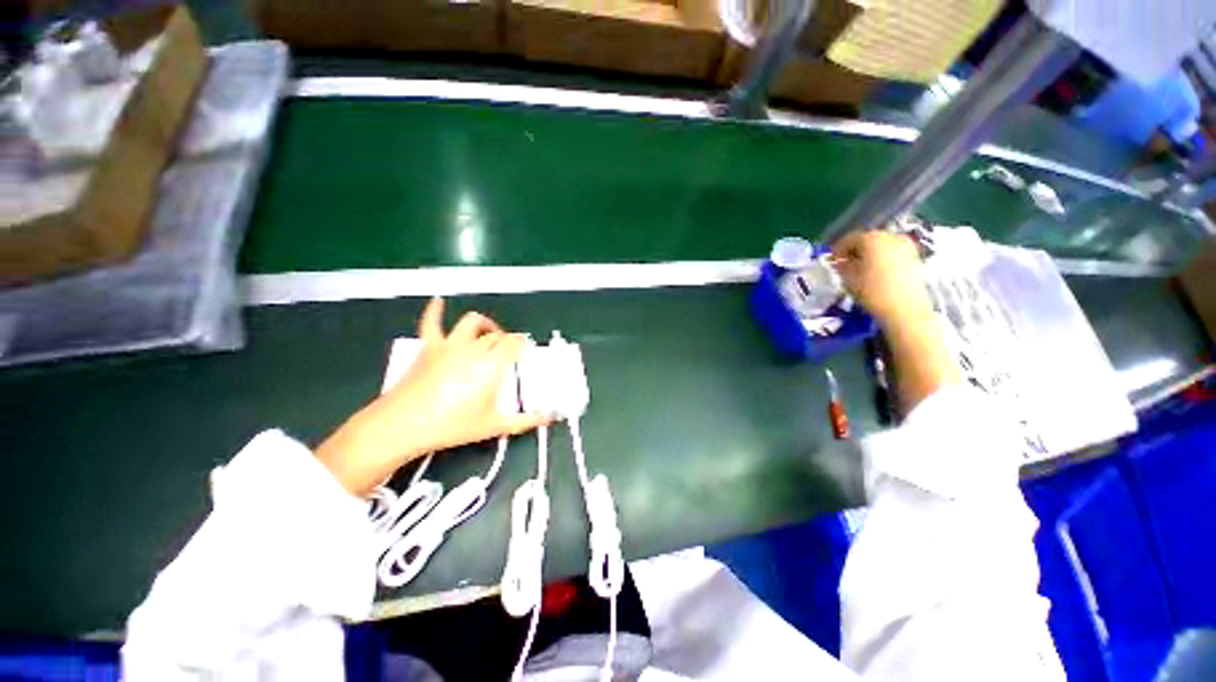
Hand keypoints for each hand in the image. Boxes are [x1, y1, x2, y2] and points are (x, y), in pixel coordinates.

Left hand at [317, 298, 548, 497]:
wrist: (402, 426)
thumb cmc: (451, 425)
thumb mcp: (494, 425)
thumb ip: (526, 421)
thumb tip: (549, 418)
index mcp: (492, 364)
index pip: (515, 343)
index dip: (524, 344)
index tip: (528, 350)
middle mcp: (474, 348)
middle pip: (497, 335)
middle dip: (508, 340)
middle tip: (511, 352)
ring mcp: (450, 345)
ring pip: (473, 323)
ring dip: (485, 324)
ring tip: (490, 333)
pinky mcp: (429, 348)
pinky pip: (431, 322)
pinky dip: (435, 310)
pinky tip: (438, 301)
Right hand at [832, 229, 932, 329]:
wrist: (905, 308)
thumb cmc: (872, 291)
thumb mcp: (848, 279)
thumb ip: (842, 266)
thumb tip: (840, 262)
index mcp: (871, 238)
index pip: (850, 239)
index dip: (838, 249)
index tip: (832, 261)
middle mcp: (890, 236)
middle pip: (868, 239)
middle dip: (855, 250)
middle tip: (845, 263)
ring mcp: (906, 245)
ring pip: (882, 245)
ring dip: (870, 254)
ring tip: (861, 268)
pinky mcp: (915, 256)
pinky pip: (893, 252)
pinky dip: (883, 258)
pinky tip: (877, 271)